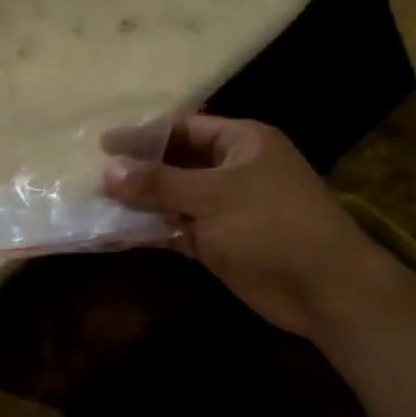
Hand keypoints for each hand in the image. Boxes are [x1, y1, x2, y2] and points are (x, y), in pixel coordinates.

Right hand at [103, 115, 365, 335]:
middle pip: (175, 163)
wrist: (322, 288)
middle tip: (93, 175)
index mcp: (241, 142)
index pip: (184, 128)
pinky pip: (177, 228)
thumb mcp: (212, 195)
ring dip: (140, 202)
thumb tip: (108, 172)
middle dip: (138, 170)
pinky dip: (152, 230)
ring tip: (95, 202)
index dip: (143, 135)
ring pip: (173, 198)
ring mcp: (225, 208)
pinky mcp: (219, 241)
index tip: (103, 144)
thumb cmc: (271, 224)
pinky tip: (118, 231)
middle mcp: (232, 169)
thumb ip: (158, 183)